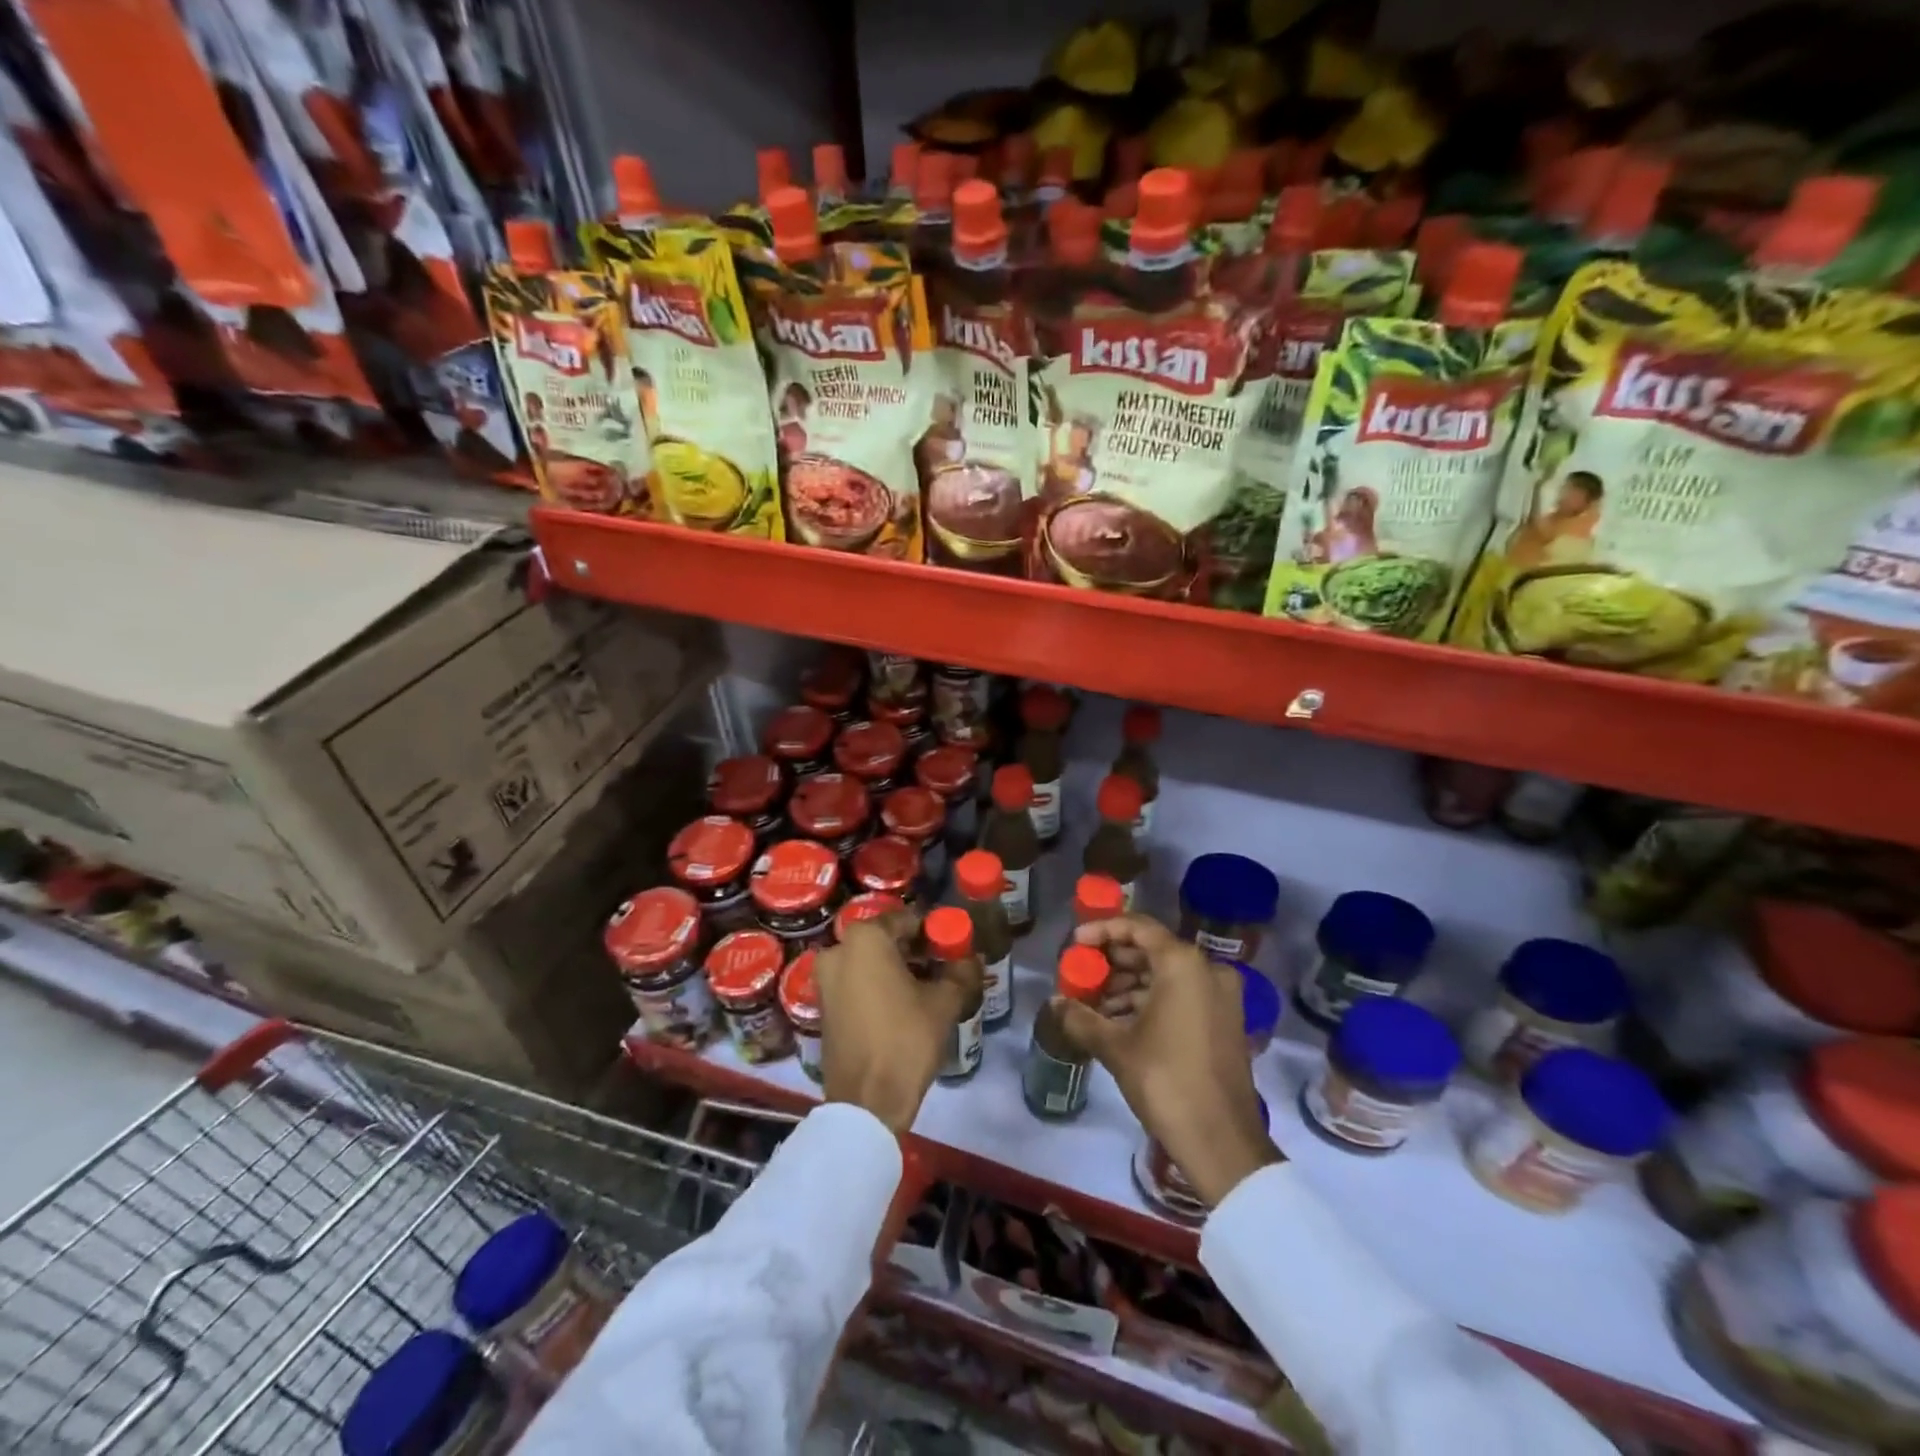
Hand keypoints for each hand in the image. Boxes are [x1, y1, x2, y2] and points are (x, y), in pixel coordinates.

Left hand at [816, 914, 979, 1133]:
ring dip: (897, 968)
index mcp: (865, 939)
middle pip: (886, 940)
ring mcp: (826, 978)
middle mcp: (838, 949)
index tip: (953, 948)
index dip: (934, 933)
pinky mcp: (824, 1005)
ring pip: (870, 961)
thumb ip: (960, 971)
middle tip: (943, 967)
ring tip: (927, 988)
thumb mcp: (944, 1002)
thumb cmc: (906, 1040)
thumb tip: (971, 958)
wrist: (866, 1101)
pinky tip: (903, 1005)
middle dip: (915, 950)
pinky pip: (856, 981)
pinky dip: (878, 985)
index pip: (907, 920)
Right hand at [1055, 915, 1280, 1206]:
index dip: (1102, 930)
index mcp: (1183, 964)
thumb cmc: (1166, 1082)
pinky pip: (1182, 995)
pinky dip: (1151, 1001)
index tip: (1075, 944)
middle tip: (1081, 973)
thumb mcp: (1116, 1047)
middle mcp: (1207, 969)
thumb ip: (1081, 1017)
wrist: (1222, 1142)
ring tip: (1093, 1003)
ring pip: (1166, 975)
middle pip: (1152, 950)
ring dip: (1129, 984)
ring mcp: (1221, 995)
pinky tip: (1119, 1021)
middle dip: (1113, 961)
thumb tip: (1054, 1004)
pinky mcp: (1225, 1020)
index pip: (1137, 928)